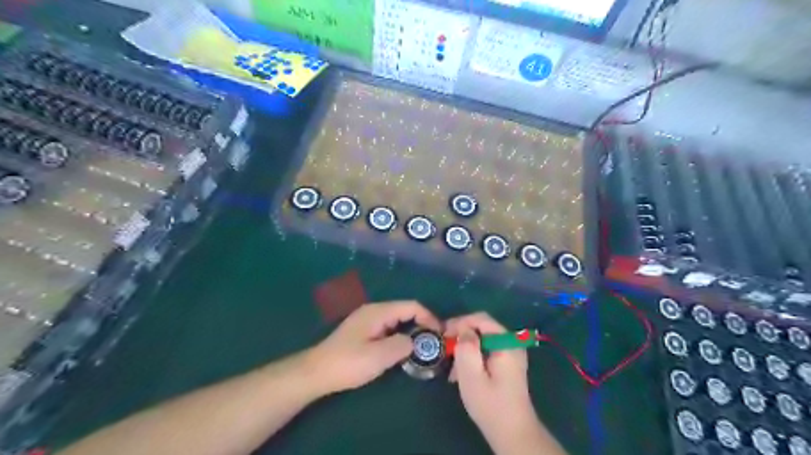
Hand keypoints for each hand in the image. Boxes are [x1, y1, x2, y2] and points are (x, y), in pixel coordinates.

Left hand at [306, 299, 441, 393]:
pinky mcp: (364, 331)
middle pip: (405, 310)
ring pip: (397, 320)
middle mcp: (374, 311)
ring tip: (422, 348)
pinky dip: (400, 335)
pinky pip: (389, 328)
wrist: (316, 372)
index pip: (411, 306)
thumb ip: (402, 345)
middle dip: (422, 323)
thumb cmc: (348, 363)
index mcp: (378, 312)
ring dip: (411, 330)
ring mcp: (368, 320)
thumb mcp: (379, 356)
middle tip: (433, 343)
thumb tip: (415, 341)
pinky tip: (402, 350)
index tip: (440, 335)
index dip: (429, 317)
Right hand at [443, 312, 543, 454]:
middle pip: (482, 327)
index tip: (443, 334)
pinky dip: (473, 356)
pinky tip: (462, 373)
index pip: (481, 319)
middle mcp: (512, 343)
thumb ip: (466, 347)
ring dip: (466, 348)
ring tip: (452, 368)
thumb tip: (463, 330)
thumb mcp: (471, 375)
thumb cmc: (490, 405)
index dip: (460, 322)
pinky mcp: (508, 363)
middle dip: (462, 336)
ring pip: (483, 339)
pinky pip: (487, 350)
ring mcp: (512, 353)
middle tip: (445, 349)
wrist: (513, 433)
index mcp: (506, 343)